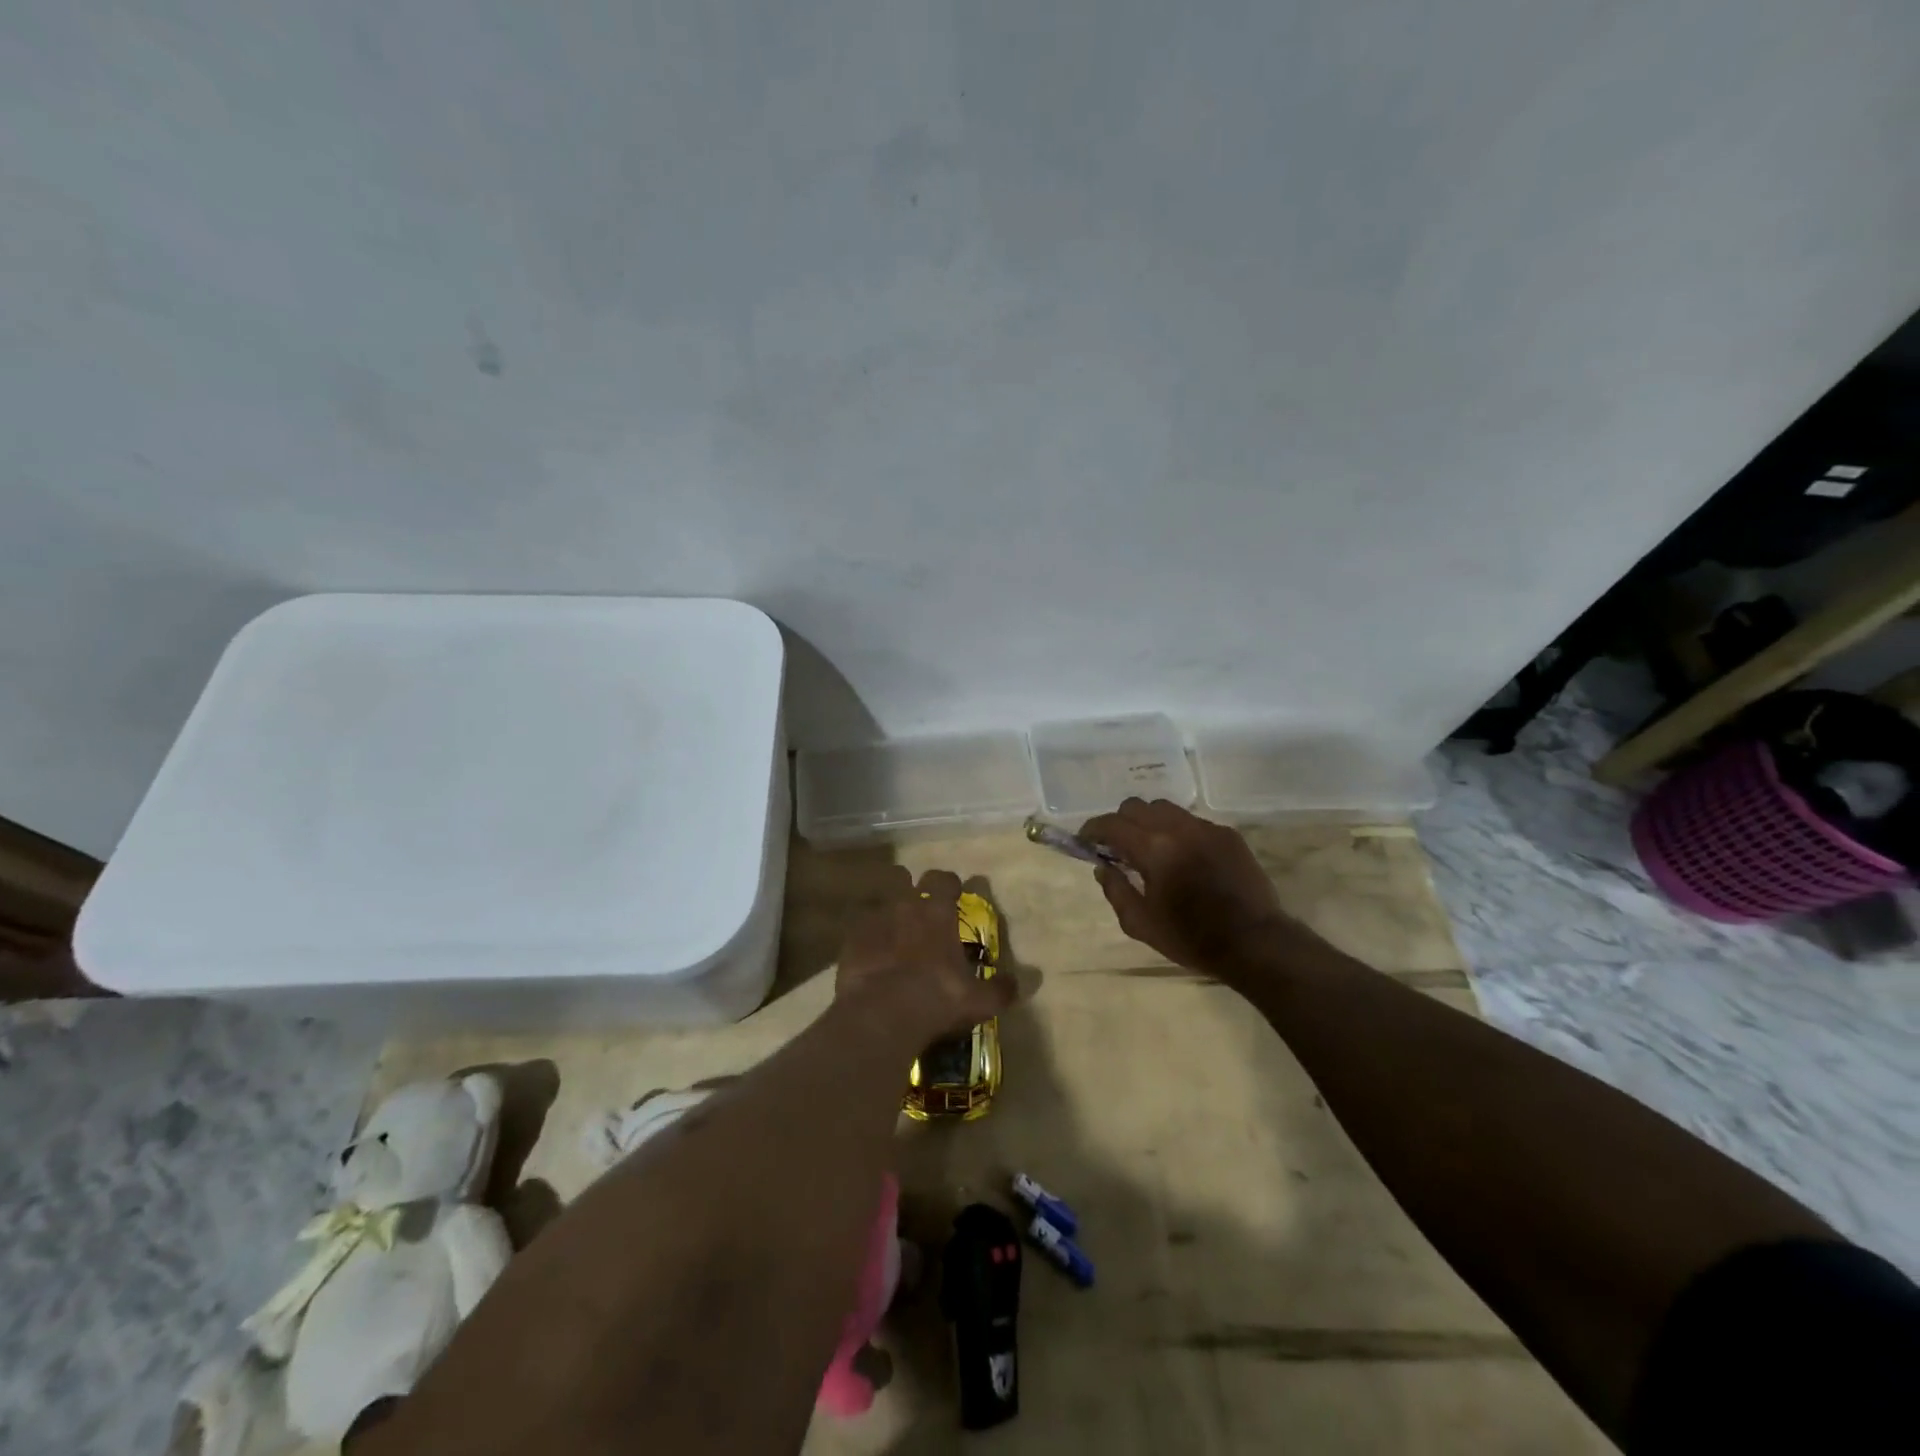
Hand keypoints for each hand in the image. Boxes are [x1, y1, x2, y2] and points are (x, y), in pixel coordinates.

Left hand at [836, 868, 1015, 1042]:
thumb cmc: (937, 999)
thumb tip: (1027, 982)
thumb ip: (1002, 988)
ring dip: (886, 909)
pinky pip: (858, 928)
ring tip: (891, 927)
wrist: (881, 1014)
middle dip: (910, 885)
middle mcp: (905, 907)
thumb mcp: (978, 1000)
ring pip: (879, 900)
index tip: (953, 891)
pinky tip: (869, 953)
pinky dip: (864, 936)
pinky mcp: (850, 941)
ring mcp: (874, 921)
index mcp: (938, 913)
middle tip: (918, 904)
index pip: (944, 880)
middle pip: (903, 878)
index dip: (948, 883)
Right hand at [1079, 799, 1294, 970]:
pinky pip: (1192, 821)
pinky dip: (1177, 831)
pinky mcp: (1227, 834)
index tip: (1085, 840)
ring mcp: (1206, 828)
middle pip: (1136, 806)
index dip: (1093, 829)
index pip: (1112, 824)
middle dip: (1120, 821)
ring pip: (1165, 808)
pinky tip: (1182, 856)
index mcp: (1153, 850)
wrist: (1255, 943)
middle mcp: (1178, 828)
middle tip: (1117, 846)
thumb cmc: (1191, 938)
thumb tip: (1102, 867)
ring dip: (1149, 822)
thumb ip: (1116, 890)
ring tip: (1150, 847)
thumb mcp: (1141, 924)